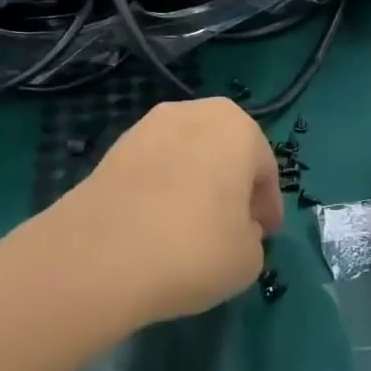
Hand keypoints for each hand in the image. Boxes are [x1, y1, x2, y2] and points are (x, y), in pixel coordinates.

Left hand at [52, 99, 282, 330]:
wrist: (103, 252)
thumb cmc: (195, 247)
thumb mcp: (248, 258)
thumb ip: (251, 236)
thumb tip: (235, 227)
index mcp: (238, 128)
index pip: (264, 169)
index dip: (266, 206)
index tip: (263, 236)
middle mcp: (195, 112)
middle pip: (225, 151)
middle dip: (231, 185)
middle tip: (231, 226)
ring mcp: (149, 124)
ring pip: (188, 155)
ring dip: (195, 182)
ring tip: (189, 226)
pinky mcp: (115, 146)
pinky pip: (154, 166)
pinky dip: (162, 187)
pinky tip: (156, 223)